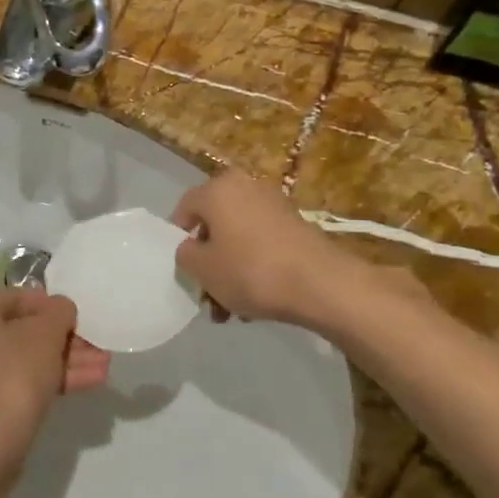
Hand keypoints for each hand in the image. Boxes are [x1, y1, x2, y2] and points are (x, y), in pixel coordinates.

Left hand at [0, 290, 108, 464]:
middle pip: (25, 330)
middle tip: (99, 345)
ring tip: (104, 365)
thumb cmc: (12, 374)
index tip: (82, 319)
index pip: (20, 297)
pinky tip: (91, 381)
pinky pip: (23, 380)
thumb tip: (61, 309)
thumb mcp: (45, 333)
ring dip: (67, 360)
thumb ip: (58, 312)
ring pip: (28, 357)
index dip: (55, 307)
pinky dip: (53, 378)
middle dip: (66, 338)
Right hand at [173, 171, 419, 330]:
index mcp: (218, 189)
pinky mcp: (296, 225)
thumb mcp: (202, 268)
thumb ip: (185, 254)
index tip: (182, 267)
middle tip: (207, 293)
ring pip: (238, 238)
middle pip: (214, 225)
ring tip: (231, 309)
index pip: (185, 208)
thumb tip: (191, 248)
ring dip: (230, 270)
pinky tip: (256, 301)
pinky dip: (254, 266)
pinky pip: (262, 244)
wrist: (320, 284)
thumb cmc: (251, 271)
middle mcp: (246, 187)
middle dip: (208, 261)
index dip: (177, 238)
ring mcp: (274, 205)